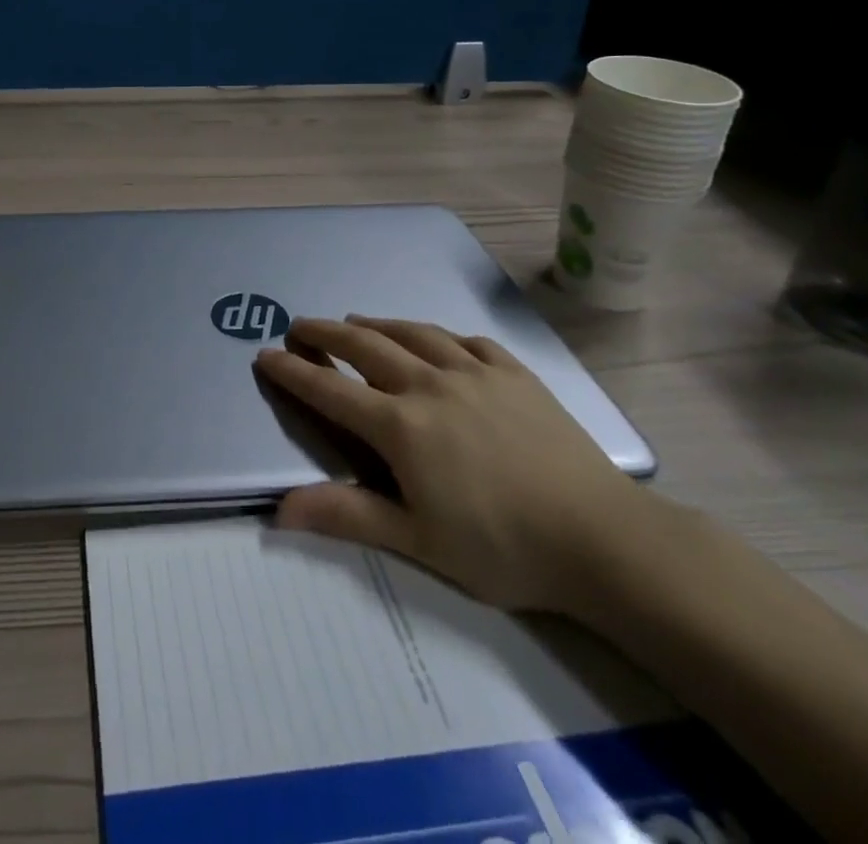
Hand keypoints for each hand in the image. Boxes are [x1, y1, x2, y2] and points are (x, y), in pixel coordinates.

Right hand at [255, 317, 662, 614]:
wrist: (602, 538)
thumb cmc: (503, 547)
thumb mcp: (418, 542)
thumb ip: (348, 516)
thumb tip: (279, 510)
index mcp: (402, 426)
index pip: (332, 390)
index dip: (294, 372)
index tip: (265, 354)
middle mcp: (430, 385)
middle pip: (366, 346)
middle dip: (326, 332)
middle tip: (300, 324)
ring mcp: (476, 373)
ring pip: (414, 333)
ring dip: (377, 324)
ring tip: (356, 320)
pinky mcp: (515, 374)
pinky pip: (468, 341)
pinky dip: (439, 335)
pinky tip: (436, 340)